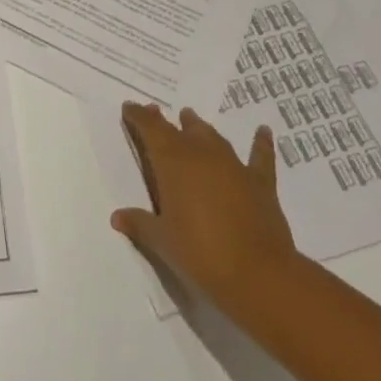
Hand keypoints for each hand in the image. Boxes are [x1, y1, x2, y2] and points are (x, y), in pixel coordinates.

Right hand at [110, 102, 298, 317]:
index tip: (130, 107)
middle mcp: (201, 155)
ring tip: (190, 118)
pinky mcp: (259, 182)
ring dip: (199, 127)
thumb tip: (117, 217)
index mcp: (173, 163)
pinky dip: (261, 143)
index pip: (151, 130)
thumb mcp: (161, 241)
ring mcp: (233, 166)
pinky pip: (260, 156)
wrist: (257, 273)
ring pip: (212, 137)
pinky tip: (264, 131)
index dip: (139, 116)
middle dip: (164, 122)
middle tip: (154, 113)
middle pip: (179, 130)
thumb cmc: (199, 253)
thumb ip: (139, 224)